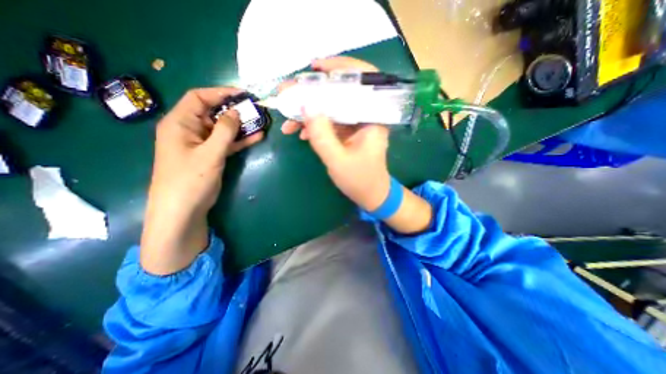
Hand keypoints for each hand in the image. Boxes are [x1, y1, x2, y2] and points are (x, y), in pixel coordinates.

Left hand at [142, 88, 264, 274]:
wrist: (183, 209)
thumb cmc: (190, 179)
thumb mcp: (209, 153)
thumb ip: (225, 131)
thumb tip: (236, 112)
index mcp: (180, 123)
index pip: (199, 98)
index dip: (220, 93)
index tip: (242, 94)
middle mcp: (190, 130)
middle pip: (214, 113)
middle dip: (235, 110)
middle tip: (256, 109)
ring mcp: (202, 144)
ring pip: (223, 129)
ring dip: (241, 126)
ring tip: (261, 122)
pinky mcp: (211, 155)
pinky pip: (227, 143)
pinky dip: (240, 140)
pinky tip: (257, 137)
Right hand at [278, 57, 390, 211]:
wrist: (370, 195)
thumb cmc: (359, 180)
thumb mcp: (338, 161)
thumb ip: (322, 135)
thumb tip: (306, 107)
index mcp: (373, 118)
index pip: (361, 81)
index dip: (339, 68)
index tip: (314, 67)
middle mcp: (366, 116)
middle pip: (341, 92)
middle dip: (313, 92)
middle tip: (288, 93)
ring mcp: (356, 124)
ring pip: (332, 108)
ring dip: (309, 112)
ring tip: (288, 121)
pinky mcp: (348, 133)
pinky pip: (330, 122)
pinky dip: (315, 125)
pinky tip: (301, 133)